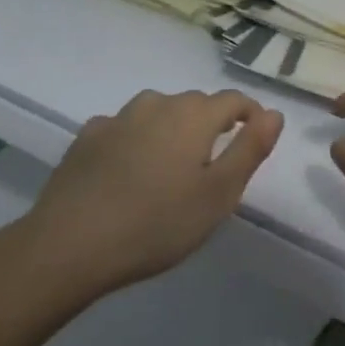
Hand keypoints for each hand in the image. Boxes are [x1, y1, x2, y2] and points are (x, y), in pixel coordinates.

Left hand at [25, 89, 283, 299]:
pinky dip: (136, 140)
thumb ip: (250, 149)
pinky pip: (124, 128)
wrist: (70, 244)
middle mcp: (157, 105)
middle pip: (195, 104)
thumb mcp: (218, 194)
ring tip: (172, 166)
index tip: (256, 140)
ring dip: (172, 129)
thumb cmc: (157, 224)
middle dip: (212, 124)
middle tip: (213, 165)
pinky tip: (129, 169)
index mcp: (193, 116)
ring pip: (158, 112)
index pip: (234, 100)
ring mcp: (118, 118)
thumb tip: (274, 113)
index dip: (250, 115)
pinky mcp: (87, 137)